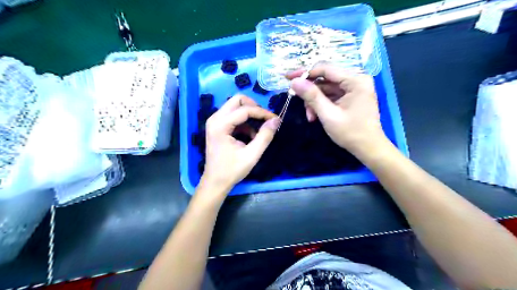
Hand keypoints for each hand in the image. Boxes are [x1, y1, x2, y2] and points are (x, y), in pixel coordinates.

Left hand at [201, 95, 278, 194]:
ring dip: (250, 115)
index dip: (262, 112)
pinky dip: (245, 123)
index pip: (245, 110)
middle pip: (238, 100)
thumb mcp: (252, 155)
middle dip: (255, 107)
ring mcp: (215, 121)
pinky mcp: (218, 126)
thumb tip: (276, 120)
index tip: (276, 119)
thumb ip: (265, 136)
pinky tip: (251, 137)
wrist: (215, 182)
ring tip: (260, 131)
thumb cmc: (232, 170)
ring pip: (236, 107)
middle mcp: (215, 118)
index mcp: (220, 125)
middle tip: (266, 119)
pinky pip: (234, 116)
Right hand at [287, 64, 386, 156]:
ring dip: (314, 101)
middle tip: (295, 98)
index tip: (288, 78)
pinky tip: (315, 115)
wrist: (368, 148)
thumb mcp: (328, 115)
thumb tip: (294, 82)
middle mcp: (356, 80)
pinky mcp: (350, 96)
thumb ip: (312, 97)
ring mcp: (354, 88)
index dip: (305, 73)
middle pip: (325, 79)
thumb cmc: (351, 133)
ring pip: (326, 88)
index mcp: (355, 80)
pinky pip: (331, 95)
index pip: (325, 69)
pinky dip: (321, 104)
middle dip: (310, 91)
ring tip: (310, 116)